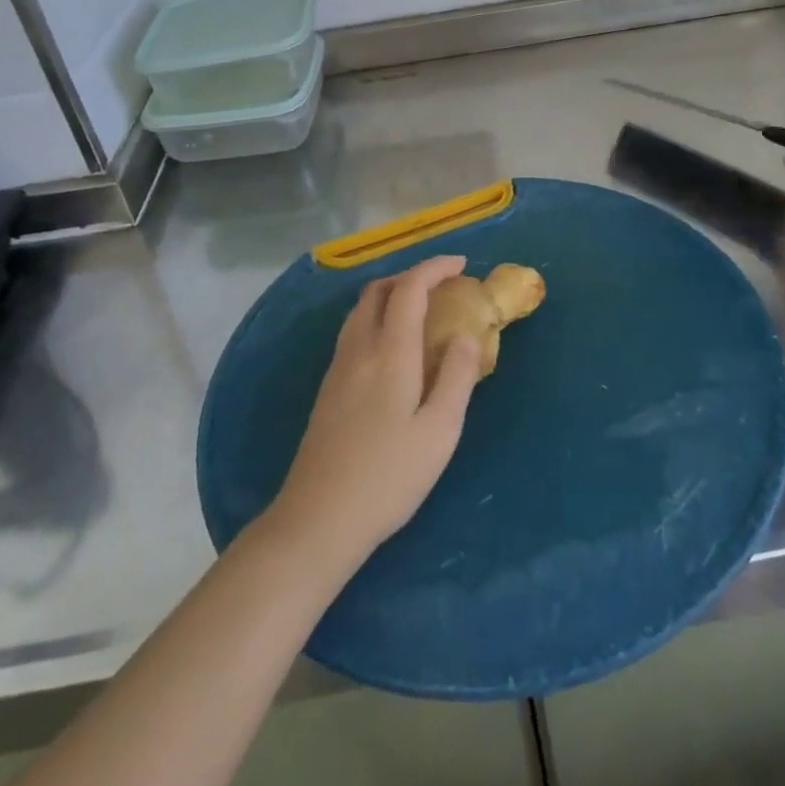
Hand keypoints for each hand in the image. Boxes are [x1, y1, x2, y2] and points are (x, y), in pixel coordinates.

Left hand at [266, 256, 482, 571]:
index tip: (461, 265)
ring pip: (361, 310)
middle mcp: (359, 349)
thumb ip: (457, 376)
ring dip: (390, 295)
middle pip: (378, 290)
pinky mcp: (327, 389)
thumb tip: (466, 334)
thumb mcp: (440, 431)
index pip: (410, 288)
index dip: (435, 268)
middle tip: (441, 287)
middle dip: (410, 276)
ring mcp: (337, 368)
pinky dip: (377, 318)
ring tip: (419, 311)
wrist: (318, 519)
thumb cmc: (388, 477)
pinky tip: (392, 348)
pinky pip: (353, 331)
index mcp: (390, 352)